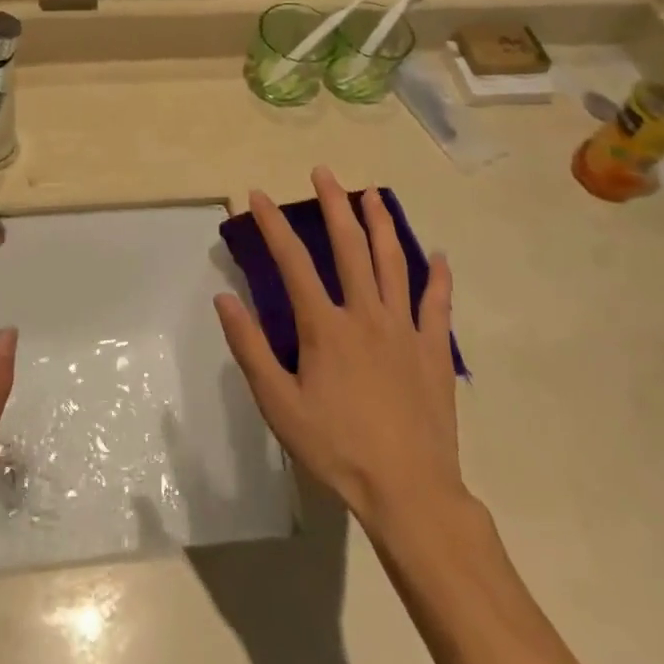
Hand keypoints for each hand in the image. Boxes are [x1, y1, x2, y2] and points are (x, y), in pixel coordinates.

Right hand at [214, 166, 466, 537]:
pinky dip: (439, 279)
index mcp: (325, 325)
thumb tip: (224, 299)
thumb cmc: (336, 448)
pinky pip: (437, 305)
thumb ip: (250, 348)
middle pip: (349, 246)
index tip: (258, 195)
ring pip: (393, 262)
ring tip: (373, 193)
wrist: (409, 492)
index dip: (273, 224)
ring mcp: (404, 329)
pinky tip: (439, 257)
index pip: (292, 261)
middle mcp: (365, 313)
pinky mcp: (434, 351)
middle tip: (323, 172)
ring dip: (382, 224)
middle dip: (333, 204)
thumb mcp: (279, 404)